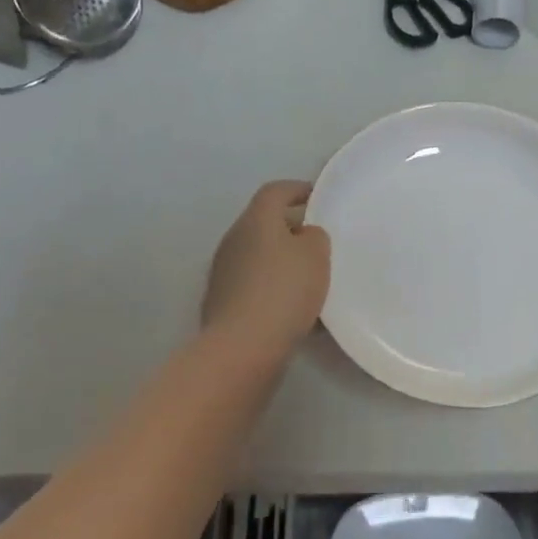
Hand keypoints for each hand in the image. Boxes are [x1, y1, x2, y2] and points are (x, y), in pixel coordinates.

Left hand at [203, 181, 330, 359]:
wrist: (241, 348)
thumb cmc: (283, 291)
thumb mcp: (316, 255)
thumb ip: (314, 236)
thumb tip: (303, 236)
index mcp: (255, 219)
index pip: (275, 191)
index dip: (297, 189)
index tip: (317, 197)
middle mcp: (233, 238)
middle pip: (263, 223)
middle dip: (290, 228)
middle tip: (316, 241)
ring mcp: (222, 272)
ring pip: (257, 255)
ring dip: (280, 261)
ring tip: (307, 279)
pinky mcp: (220, 303)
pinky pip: (252, 285)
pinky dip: (271, 288)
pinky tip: (291, 309)